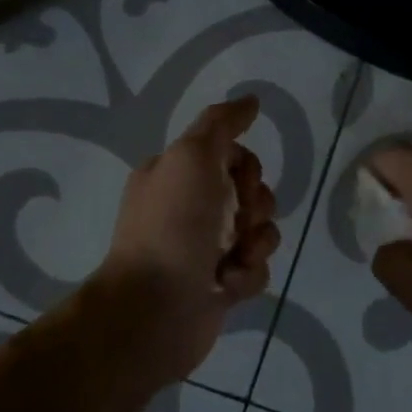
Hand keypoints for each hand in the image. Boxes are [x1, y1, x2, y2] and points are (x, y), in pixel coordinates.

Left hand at [91, 95, 280, 379]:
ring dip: (256, 243)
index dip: (247, 167)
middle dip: (257, 206)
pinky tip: (226, 286)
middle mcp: (188, 208)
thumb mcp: (192, 156)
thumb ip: (222, 123)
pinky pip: (254, 269)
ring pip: (259, 231)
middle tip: (239, 222)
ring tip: (234, 260)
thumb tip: (251, 100)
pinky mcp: (217, 286)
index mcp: (175, 176)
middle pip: (252, 192)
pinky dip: (247, 275)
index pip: (232, 155)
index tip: (240, 182)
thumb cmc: (172, 226)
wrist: (153, 311)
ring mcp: (203, 249)